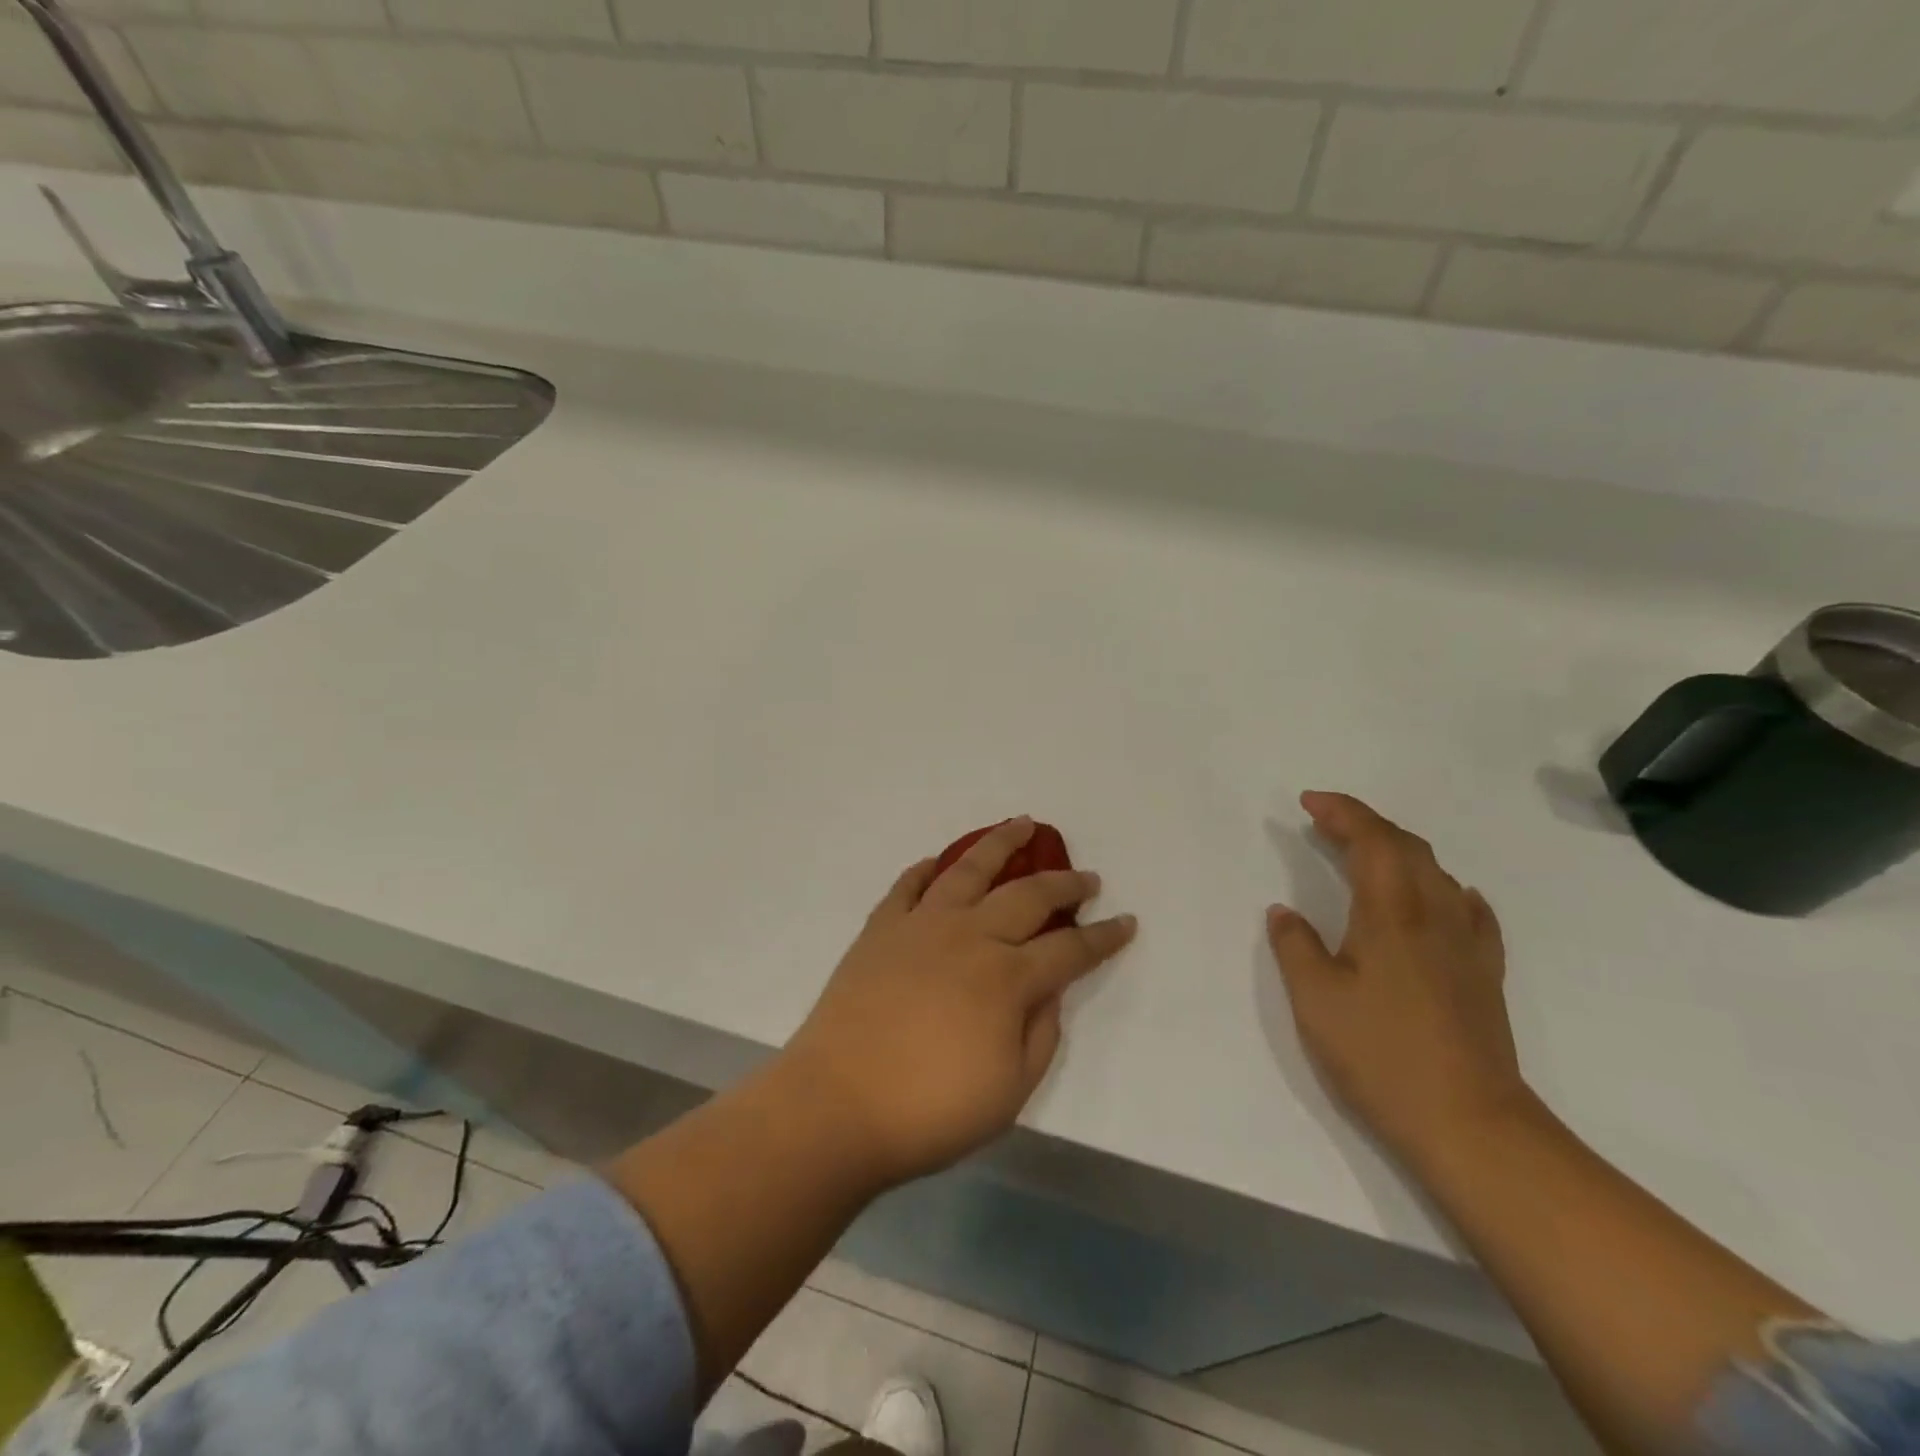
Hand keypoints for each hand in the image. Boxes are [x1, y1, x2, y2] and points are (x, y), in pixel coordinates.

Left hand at [779, 818, 1135, 1186]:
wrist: (837, 1105)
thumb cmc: (930, 1110)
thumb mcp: (1010, 1091)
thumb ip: (1041, 1033)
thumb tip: (1050, 991)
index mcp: (1007, 977)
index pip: (1070, 948)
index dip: (1104, 936)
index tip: (1126, 921)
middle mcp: (970, 936)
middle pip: (1028, 894)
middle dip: (1064, 883)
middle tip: (1087, 876)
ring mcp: (922, 925)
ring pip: (969, 868)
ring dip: (1001, 843)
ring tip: (1022, 823)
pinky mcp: (881, 928)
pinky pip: (909, 885)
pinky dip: (927, 868)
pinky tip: (939, 861)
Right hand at [1266, 792, 1532, 1165]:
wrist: (1471, 1124)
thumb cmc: (1381, 1056)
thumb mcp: (1316, 1001)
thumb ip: (1296, 947)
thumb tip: (1284, 912)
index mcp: (1392, 915)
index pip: (1372, 841)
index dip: (1342, 813)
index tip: (1309, 802)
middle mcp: (1435, 916)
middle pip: (1407, 848)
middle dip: (1365, 823)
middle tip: (1326, 821)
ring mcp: (1467, 945)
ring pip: (1437, 873)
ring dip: (1398, 849)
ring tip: (1365, 853)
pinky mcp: (1484, 974)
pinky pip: (1468, 909)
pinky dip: (1443, 886)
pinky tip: (1441, 896)